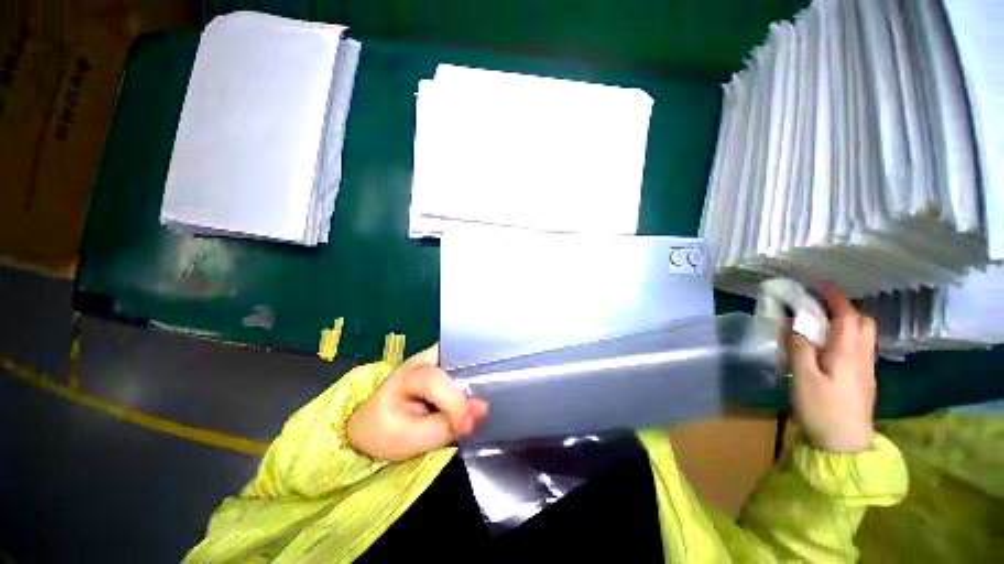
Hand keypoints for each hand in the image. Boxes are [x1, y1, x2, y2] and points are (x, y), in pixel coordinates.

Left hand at [347, 345, 487, 460]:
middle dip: (470, 392)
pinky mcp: (446, 365)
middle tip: (476, 418)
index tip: (466, 428)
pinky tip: (472, 403)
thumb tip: (482, 410)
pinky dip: (471, 388)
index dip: (455, 403)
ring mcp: (437, 358)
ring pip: (465, 366)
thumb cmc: (385, 431)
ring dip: (473, 390)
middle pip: (457, 366)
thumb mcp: (410, 440)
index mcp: (406, 374)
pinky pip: (465, 371)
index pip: (435, 381)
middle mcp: (425, 358)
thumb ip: (447, 427)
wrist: (373, 422)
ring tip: (474, 412)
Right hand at [789, 284, 876, 452]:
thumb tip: (794, 324)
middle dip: (843, 308)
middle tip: (818, 307)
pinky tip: (828, 347)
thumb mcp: (803, 378)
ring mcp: (866, 370)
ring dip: (846, 322)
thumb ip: (800, 348)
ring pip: (864, 336)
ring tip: (821, 324)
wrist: (845, 446)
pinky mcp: (863, 380)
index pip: (847, 316)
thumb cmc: (822, 409)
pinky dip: (846, 337)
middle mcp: (862, 357)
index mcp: (848, 353)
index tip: (819, 284)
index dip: (835, 297)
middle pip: (863, 322)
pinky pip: (859, 348)